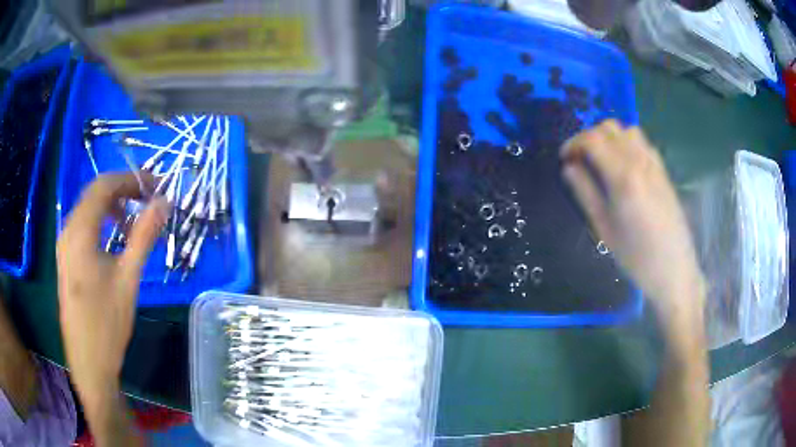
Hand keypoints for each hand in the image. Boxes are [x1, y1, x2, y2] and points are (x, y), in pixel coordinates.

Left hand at [56, 173, 168, 405]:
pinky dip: (101, 223)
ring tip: (133, 219)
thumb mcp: (128, 278)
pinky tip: (114, 238)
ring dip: (112, 207)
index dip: (130, 180)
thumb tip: (164, 202)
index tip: (155, 186)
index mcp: (79, 231)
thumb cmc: (107, 323)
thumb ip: (144, 236)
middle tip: (148, 200)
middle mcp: (67, 231)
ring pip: (88, 210)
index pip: (104, 186)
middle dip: (122, 190)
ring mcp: (64, 246)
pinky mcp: (66, 259)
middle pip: (94, 194)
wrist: (88, 362)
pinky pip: (83, 227)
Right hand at [561, 120, 704, 321]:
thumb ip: (586, 193)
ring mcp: (655, 165)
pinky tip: (624, 165)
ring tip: (602, 159)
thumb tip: (569, 168)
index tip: (564, 158)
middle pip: (610, 128)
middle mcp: (640, 162)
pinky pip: (643, 143)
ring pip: (628, 130)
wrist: (674, 269)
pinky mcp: (663, 171)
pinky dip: (627, 143)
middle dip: (589, 136)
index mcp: (623, 177)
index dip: (574, 143)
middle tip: (580, 158)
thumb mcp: (604, 229)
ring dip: (610, 137)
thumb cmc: (636, 257)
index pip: (593, 140)